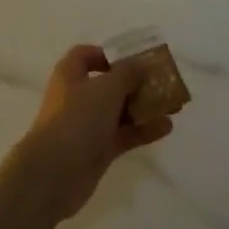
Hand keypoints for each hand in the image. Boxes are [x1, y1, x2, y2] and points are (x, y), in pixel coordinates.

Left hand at [8, 45, 172, 221]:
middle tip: (164, 83)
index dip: (109, 54)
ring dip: (145, 107)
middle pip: (110, 84)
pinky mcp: (98, 149)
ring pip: (120, 110)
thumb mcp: (106, 88)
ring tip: (174, 106)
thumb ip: (128, 73)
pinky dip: (144, 130)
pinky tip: (167, 127)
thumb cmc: (77, 118)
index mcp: (71, 74)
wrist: (54, 173)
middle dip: (137, 83)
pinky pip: (125, 134)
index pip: (87, 55)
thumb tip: (141, 65)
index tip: (134, 59)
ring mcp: (88, 125)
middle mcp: (78, 96)